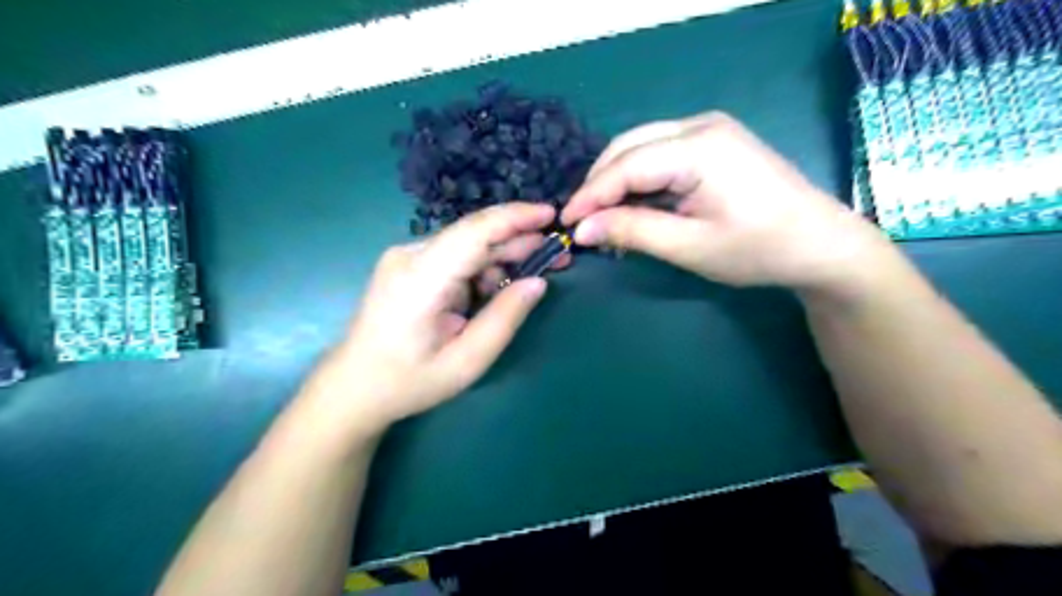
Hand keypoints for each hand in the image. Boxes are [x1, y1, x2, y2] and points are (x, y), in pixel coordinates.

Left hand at [304, 202, 559, 437]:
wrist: (355, 387)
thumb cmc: (410, 381)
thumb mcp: (467, 361)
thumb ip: (504, 318)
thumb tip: (538, 282)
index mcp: (421, 279)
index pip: (474, 232)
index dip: (515, 218)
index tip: (552, 214)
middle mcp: (410, 256)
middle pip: (473, 235)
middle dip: (518, 240)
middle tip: (557, 255)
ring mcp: (405, 258)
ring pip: (466, 246)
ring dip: (501, 257)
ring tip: (532, 275)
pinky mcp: (407, 265)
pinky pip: (454, 257)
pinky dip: (481, 268)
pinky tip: (496, 288)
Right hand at [558, 108, 888, 294]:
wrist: (820, 244)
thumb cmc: (758, 250)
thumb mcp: (689, 247)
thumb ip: (632, 231)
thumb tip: (581, 229)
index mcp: (698, 146)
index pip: (625, 164)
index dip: (590, 194)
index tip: (565, 222)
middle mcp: (699, 125)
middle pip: (628, 147)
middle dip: (600, 185)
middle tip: (582, 222)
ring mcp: (708, 129)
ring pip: (640, 148)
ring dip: (617, 182)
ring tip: (605, 220)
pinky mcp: (712, 142)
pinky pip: (660, 154)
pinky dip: (640, 181)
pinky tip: (634, 208)